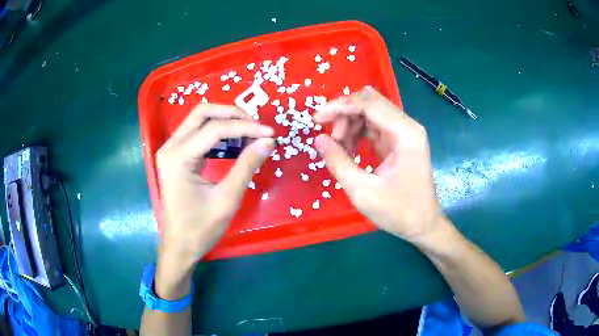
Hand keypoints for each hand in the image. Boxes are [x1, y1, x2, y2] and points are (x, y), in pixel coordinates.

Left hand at [154, 103, 273, 297]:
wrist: (179, 247)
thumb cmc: (200, 229)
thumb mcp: (227, 199)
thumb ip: (246, 166)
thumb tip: (268, 141)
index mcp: (178, 157)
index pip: (215, 129)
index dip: (246, 127)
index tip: (270, 134)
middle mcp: (170, 146)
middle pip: (202, 112)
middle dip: (233, 114)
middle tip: (257, 127)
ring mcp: (171, 150)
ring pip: (199, 120)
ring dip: (226, 121)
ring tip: (250, 134)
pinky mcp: (176, 156)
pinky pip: (198, 134)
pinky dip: (217, 133)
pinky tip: (234, 143)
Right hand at [313, 88, 446, 244]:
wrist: (423, 225)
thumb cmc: (398, 211)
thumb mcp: (362, 191)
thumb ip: (338, 162)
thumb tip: (319, 140)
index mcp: (405, 133)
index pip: (368, 104)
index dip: (339, 107)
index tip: (316, 119)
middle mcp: (407, 126)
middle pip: (370, 103)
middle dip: (345, 114)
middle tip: (330, 138)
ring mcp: (404, 133)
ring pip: (370, 113)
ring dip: (350, 124)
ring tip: (339, 149)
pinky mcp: (399, 142)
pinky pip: (374, 127)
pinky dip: (357, 134)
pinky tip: (348, 150)